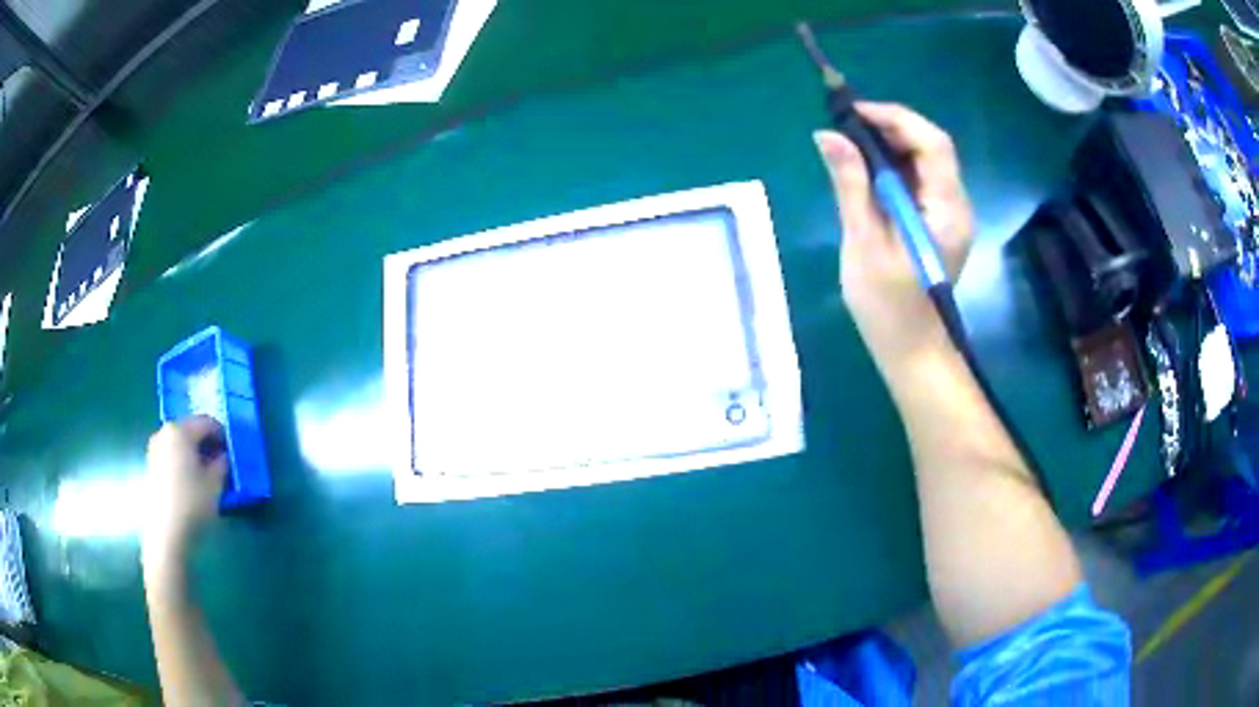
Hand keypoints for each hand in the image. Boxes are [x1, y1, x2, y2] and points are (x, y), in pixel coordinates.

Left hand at [143, 416, 227, 563]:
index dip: (222, 435)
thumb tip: (222, 457)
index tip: (232, 452)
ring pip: (180, 444)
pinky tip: (191, 483)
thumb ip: (221, 464)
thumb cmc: (192, 504)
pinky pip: (171, 456)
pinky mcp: (151, 466)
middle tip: (220, 463)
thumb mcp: (215, 485)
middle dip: (206, 444)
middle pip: (190, 431)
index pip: (206, 423)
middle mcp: (164, 433)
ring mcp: (155, 449)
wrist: (165, 533)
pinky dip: (183, 463)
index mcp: (180, 431)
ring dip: (194, 454)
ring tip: (206, 475)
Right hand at [814, 102, 974, 374]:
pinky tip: (867, 171)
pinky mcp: (938, 222)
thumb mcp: (864, 243)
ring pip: (926, 161)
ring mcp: (950, 214)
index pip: (932, 144)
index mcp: (946, 210)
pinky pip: (920, 180)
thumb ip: (851, 184)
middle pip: (931, 147)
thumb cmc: (888, 307)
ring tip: (850, 144)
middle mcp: (956, 205)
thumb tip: (828, 135)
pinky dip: (894, 166)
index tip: (853, 113)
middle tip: (847, 127)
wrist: (912, 352)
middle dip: (891, 127)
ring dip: (891, 144)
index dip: (896, 118)